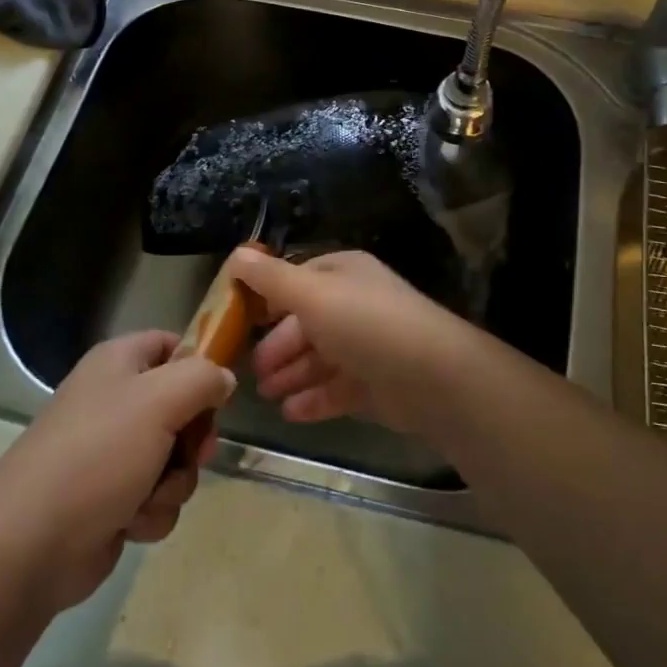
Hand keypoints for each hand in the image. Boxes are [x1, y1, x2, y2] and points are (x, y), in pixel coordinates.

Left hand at [0, 331, 235, 613]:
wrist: (31, 543)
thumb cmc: (98, 453)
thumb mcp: (161, 399)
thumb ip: (203, 378)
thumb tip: (224, 380)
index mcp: (119, 363)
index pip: (172, 344)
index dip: (199, 363)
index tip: (218, 391)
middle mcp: (115, 401)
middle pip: (182, 406)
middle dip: (193, 437)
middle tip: (194, 452)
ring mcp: (112, 453)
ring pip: (175, 458)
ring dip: (174, 481)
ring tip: (148, 495)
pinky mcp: (112, 500)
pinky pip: (157, 497)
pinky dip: (152, 511)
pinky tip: (131, 522)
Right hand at [230, 248, 484, 433]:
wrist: (431, 376)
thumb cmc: (365, 324)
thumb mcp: (312, 294)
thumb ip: (272, 279)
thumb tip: (236, 254)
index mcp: (344, 274)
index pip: (300, 280)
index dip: (271, 298)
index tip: (241, 320)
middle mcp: (356, 305)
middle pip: (308, 323)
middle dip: (278, 346)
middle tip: (250, 371)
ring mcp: (368, 346)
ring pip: (321, 358)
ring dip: (292, 375)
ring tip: (266, 395)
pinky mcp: (377, 384)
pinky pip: (337, 388)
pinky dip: (314, 399)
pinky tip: (291, 413)